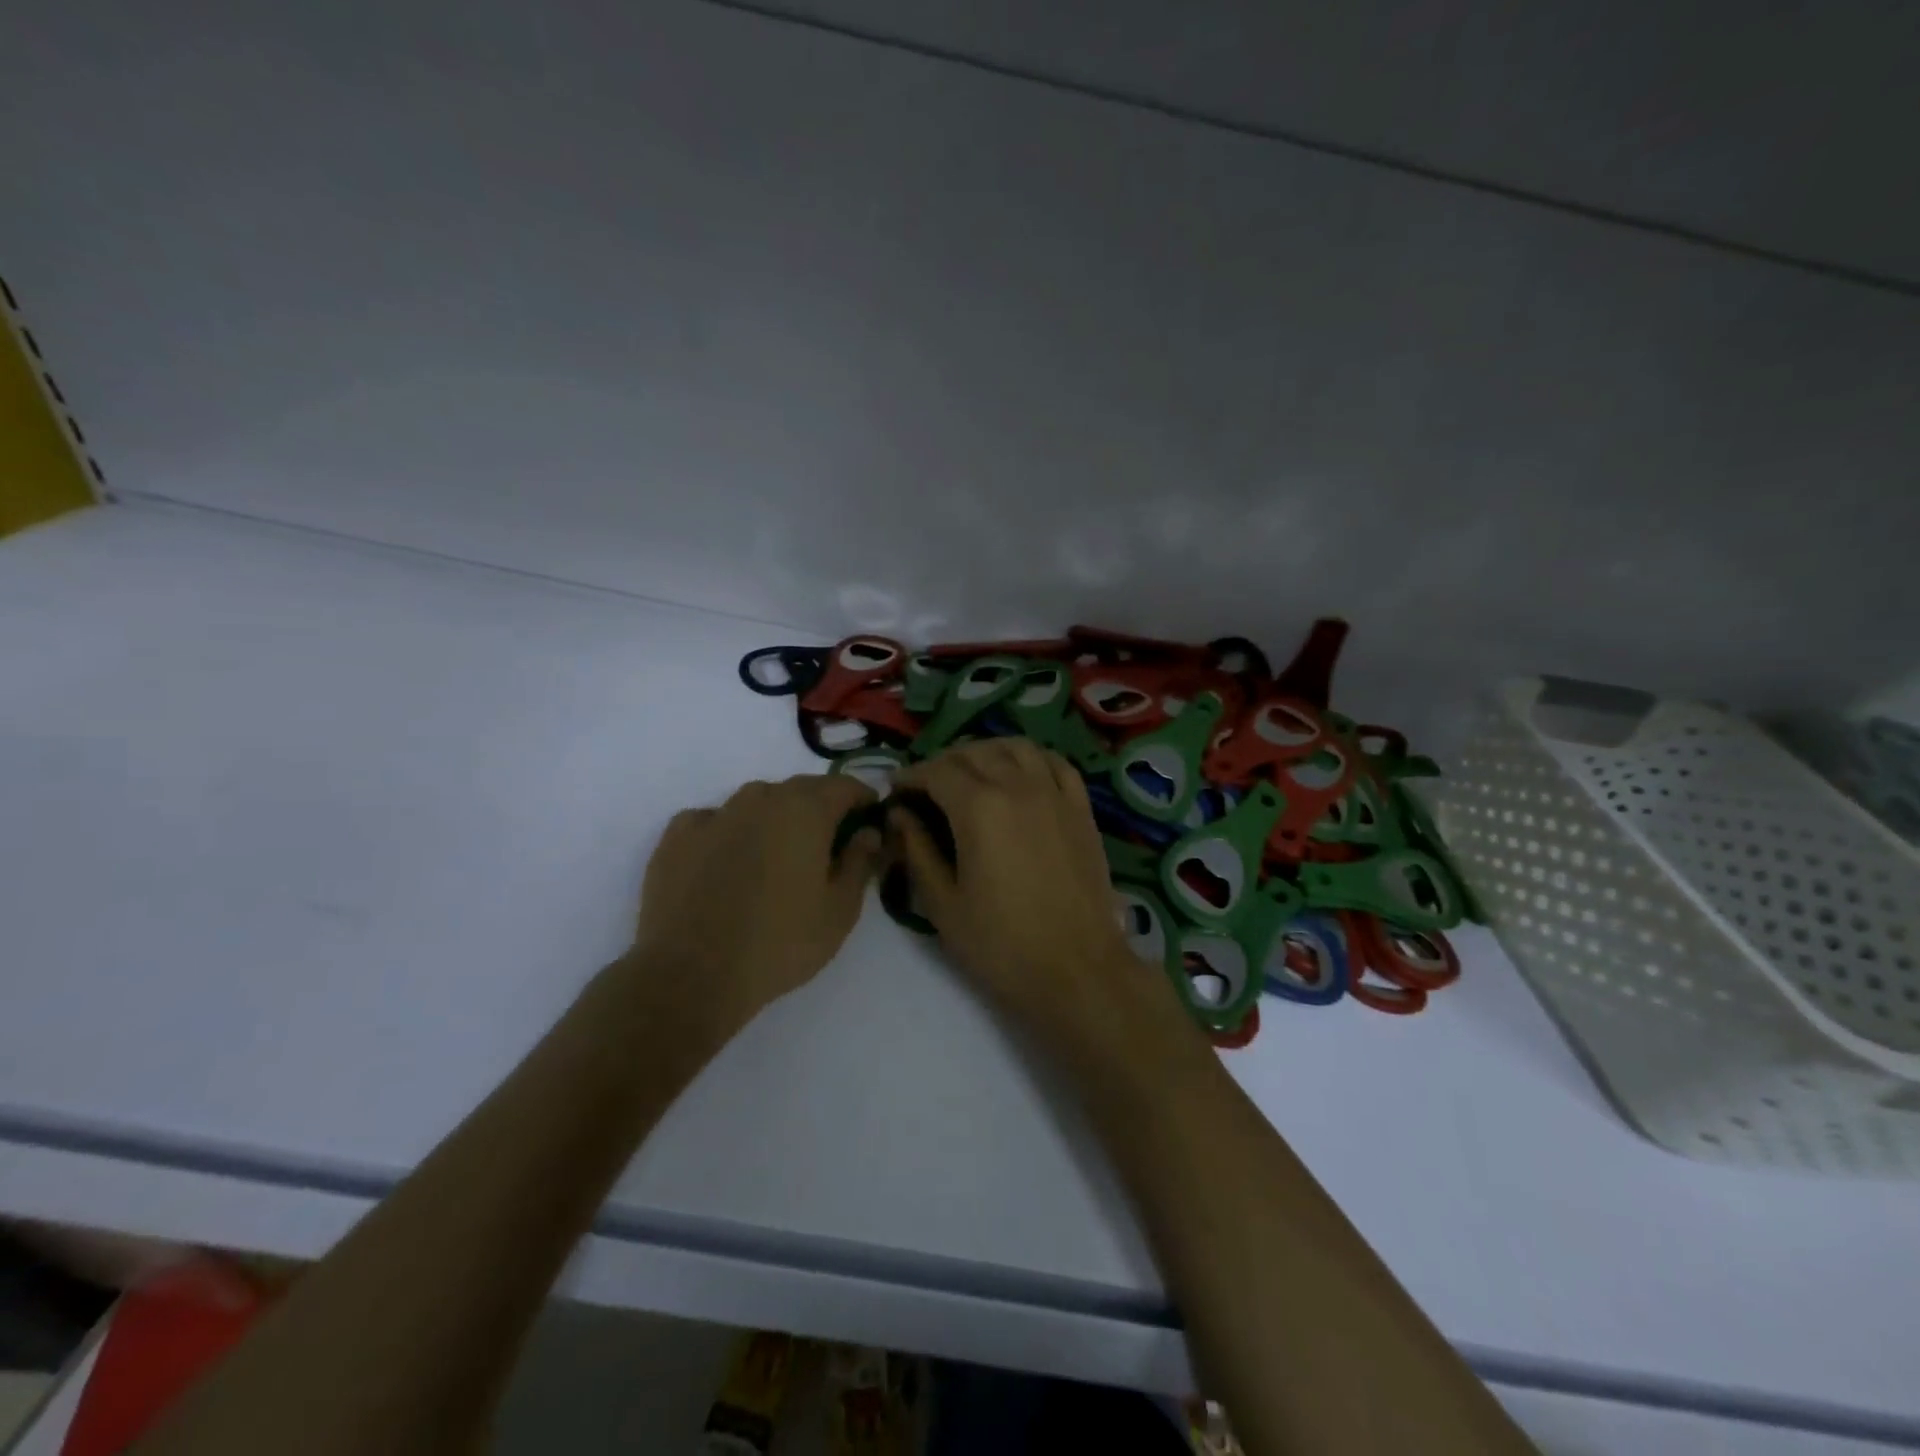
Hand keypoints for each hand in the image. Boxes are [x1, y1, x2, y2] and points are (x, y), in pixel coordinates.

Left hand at [628, 774, 882, 1031]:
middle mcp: (761, 799)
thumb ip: (860, 862)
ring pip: (756, 801)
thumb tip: (868, 832)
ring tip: (776, 854)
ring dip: (774, 817)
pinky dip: (728, 831)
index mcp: (806, 811)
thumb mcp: (840, 911)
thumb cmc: (780, 943)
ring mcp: (715, 814)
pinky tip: (727, 860)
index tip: (870, 819)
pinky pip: (714, 820)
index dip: (862, 799)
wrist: (692, 975)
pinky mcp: (677, 836)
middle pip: (801, 789)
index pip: (844, 786)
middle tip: (827, 843)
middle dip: (820, 807)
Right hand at [888, 740, 1192, 1062]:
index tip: (896, 790)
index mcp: (979, 808)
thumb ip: (917, 850)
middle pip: (973, 754)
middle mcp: (1018, 786)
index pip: (936, 772)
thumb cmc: (1002, 945)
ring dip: (986, 752)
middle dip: (942, 763)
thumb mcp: (943, 905)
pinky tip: (1020, 773)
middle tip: (926, 787)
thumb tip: (899, 815)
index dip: (911, 776)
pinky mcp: (1081, 809)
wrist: (1077, 970)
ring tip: (970, 772)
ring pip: (1016, 747)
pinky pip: (1054, 764)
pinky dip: (1030, 758)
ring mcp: (1055, 794)